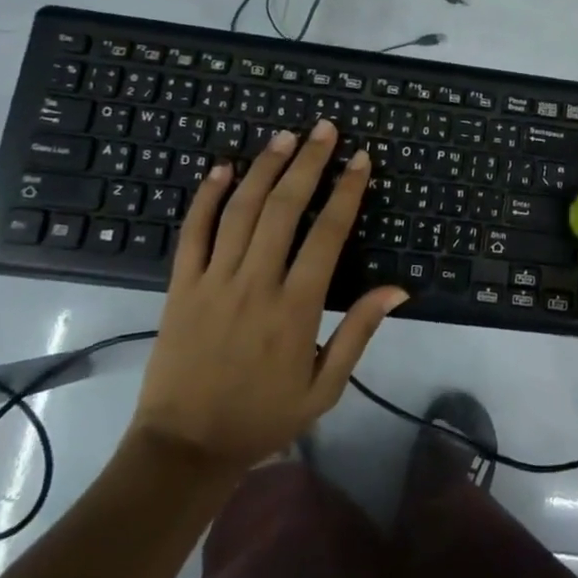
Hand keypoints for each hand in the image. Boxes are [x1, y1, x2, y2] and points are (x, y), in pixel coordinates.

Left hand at [131, 120, 405, 471]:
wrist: (184, 448)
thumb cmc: (263, 417)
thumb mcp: (325, 387)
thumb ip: (359, 333)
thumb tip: (398, 289)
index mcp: (297, 307)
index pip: (328, 233)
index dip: (347, 191)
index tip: (361, 160)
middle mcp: (256, 283)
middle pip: (284, 208)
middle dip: (309, 163)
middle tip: (325, 129)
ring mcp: (213, 281)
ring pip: (241, 210)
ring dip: (264, 168)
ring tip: (286, 137)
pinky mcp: (180, 286)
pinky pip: (193, 232)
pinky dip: (207, 196)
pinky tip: (222, 168)